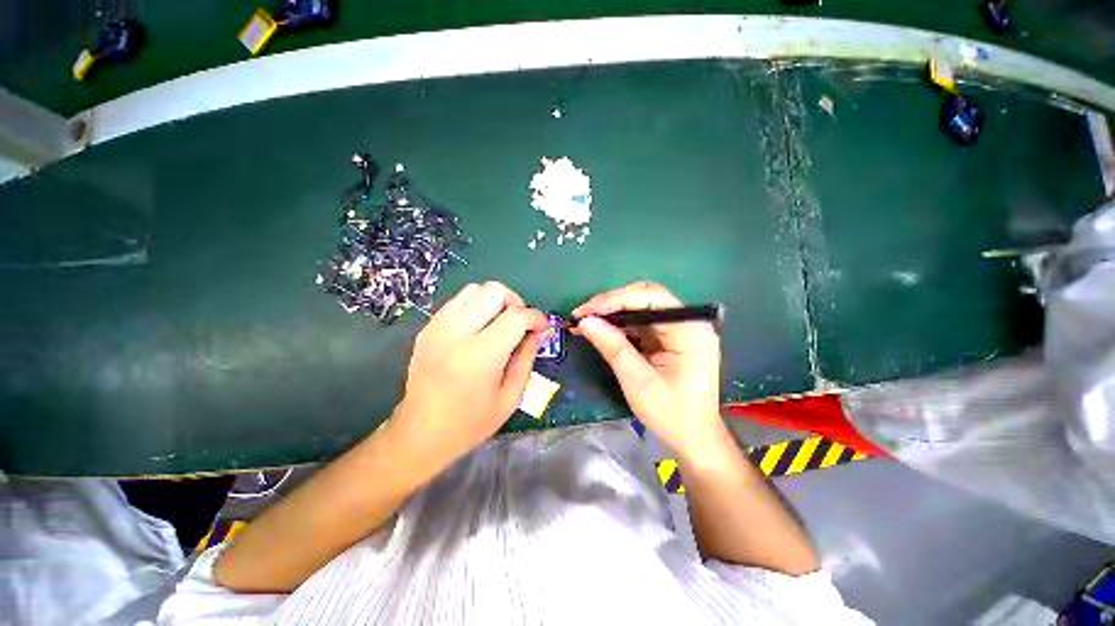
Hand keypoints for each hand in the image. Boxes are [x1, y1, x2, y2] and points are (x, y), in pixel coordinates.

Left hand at [387, 281, 547, 477]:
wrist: (421, 433)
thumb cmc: (471, 422)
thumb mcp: (511, 396)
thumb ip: (527, 358)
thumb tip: (540, 332)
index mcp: (481, 355)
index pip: (517, 316)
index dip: (537, 317)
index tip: (542, 328)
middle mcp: (457, 333)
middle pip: (495, 291)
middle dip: (516, 302)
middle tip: (520, 325)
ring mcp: (438, 327)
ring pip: (475, 289)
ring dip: (495, 301)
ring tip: (499, 324)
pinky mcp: (428, 328)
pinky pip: (458, 301)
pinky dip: (475, 306)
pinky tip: (479, 328)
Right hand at [574, 282, 725, 458]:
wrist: (693, 438)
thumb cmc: (671, 413)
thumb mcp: (638, 381)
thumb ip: (613, 347)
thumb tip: (586, 321)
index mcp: (689, 330)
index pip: (651, 297)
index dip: (615, 299)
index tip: (586, 310)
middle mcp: (687, 322)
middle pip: (645, 298)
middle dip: (611, 303)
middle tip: (583, 314)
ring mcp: (678, 329)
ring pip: (640, 308)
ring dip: (612, 313)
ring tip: (585, 321)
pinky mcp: (668, 338)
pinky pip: (640, 323)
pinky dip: (619, 325)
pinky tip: (600, 330)